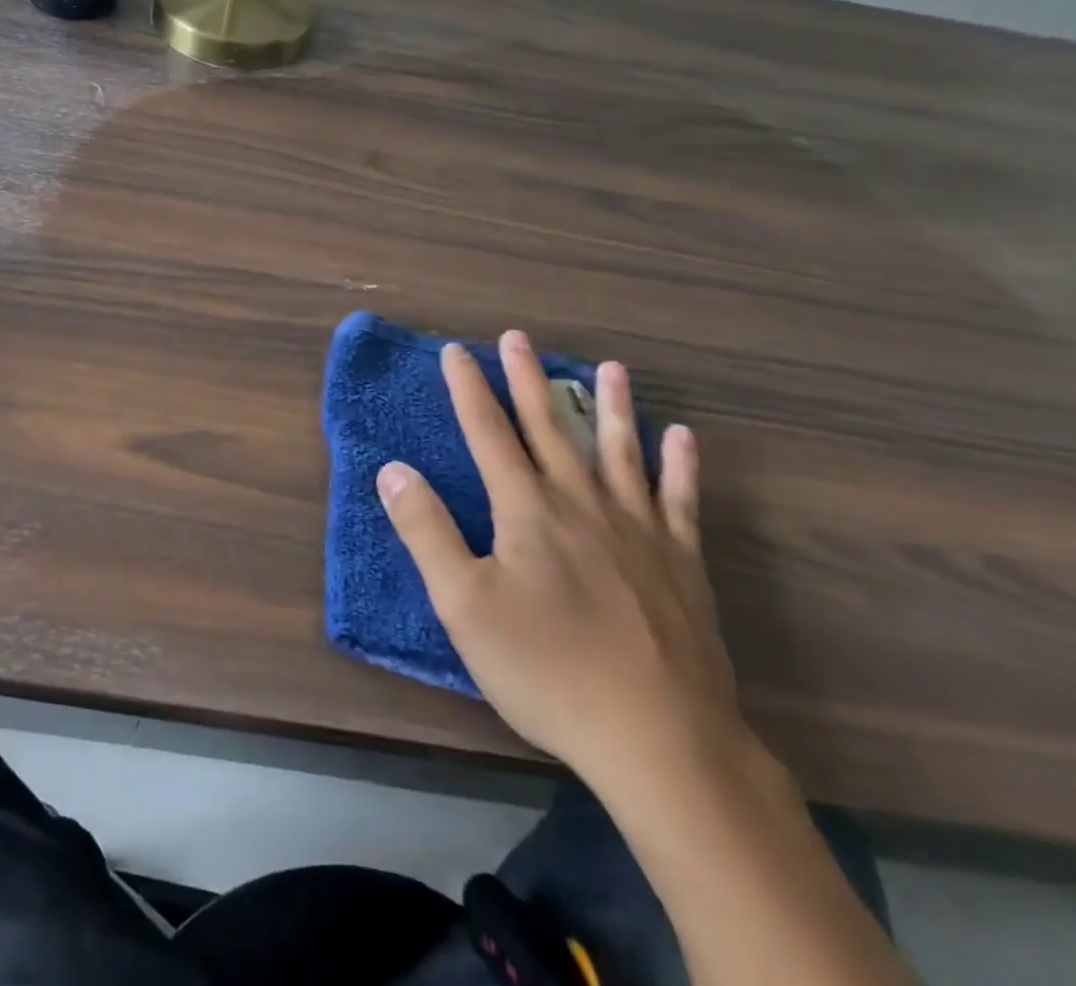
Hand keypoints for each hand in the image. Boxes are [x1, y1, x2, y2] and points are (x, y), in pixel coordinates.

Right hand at [379, 332, 747, 794]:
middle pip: (550, 428)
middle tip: (519, 338)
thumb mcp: (463, 605)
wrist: (661, 739)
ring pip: (620, 451)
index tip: (456, 351)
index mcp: (527, 510)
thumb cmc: (547, 669)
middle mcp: (582, 503)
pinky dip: (680, 466)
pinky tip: (682, 437)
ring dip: (611, 406)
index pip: (488, 434)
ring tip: (609, 367)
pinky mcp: (681, 563)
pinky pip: (680, 500)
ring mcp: (638, 530)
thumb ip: (426, 531)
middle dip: (529, 380)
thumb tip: (393, 469)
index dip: (468, 390)